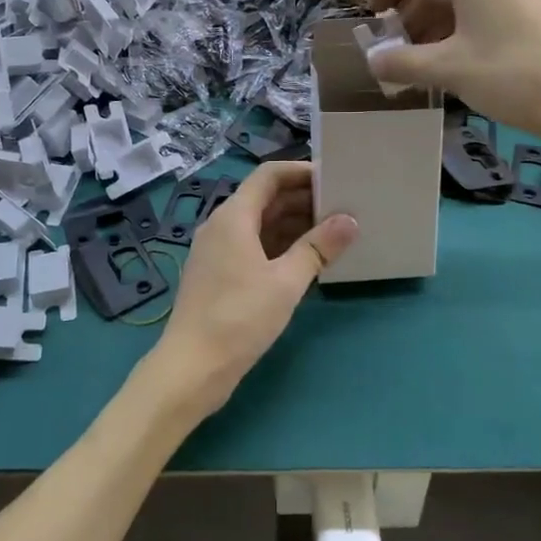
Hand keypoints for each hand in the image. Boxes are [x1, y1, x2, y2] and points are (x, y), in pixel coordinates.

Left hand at [147, 162, 356, 418]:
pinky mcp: (219, 274)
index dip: (301, 171)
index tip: (334, 177)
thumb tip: (350, 220)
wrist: (191, 369)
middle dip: (302, 198)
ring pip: (260, 224)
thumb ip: (318, 247)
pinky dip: (280, 245)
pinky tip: (306, 259)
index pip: (269, 175)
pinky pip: (253, 246)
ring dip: (293, 223)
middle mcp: (222, 225)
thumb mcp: (286, 282)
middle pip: (265, 198)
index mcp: (233, 216)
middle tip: (342, 206)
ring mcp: (218, 251)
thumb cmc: (239, 317)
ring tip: (332, 231)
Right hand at [365, 0, 540, 138]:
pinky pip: (484, 8)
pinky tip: (454, 64)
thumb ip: (403, 62)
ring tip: (420, 61)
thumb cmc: (512, 74)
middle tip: (396, 46)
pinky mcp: (533, 12)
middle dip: (410, 8)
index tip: (377, 12)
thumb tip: (372, 62)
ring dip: (433, 22)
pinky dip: (460, 28)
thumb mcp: (449, 69)